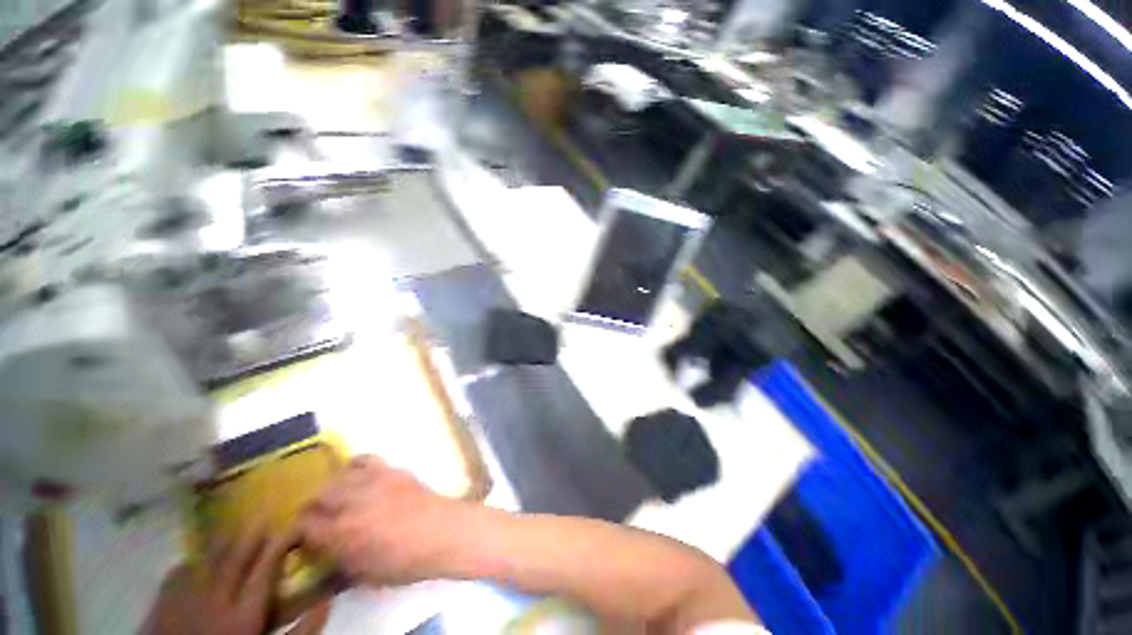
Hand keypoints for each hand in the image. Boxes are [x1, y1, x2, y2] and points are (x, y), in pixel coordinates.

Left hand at [144, 529, 326, 634]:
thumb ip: (300, 631)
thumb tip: (328, 600)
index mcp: (245, 613)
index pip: (267, 566)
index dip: (283, 541)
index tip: (297, 524)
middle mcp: (216, 598)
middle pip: (236, 556)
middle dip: (253, 533)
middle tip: (266, 516)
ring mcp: (185, 599)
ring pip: (207, 558)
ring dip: (223, 542)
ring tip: (234, 529)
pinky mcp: (162, 603)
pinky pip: (179, 572)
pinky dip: (192, 561)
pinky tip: (196, 561)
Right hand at [298, 455, 465, 585]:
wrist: (442, 532)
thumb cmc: (405, 562)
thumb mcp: (365, 574)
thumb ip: (340, 560)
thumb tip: (326, 551)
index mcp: (341, 533)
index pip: (304, 527)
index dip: (298, 532)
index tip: (302, 537)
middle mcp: (352, 502)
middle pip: (317, 496)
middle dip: (312, 508)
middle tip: (317, 519)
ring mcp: (373, 481)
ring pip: (337, 477)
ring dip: (331, 488)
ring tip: (336, 498)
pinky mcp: (391, 470)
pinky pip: (365, 460)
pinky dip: (355, 466)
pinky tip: (356, 475)